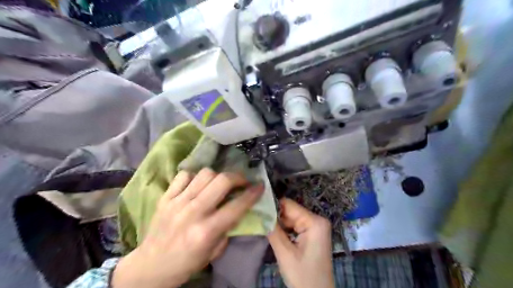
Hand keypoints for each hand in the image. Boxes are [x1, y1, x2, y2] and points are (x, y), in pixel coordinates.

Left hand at [113, 169, 263, 287]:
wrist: (150, 266)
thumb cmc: (186, 263)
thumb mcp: (213, 252)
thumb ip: (227, 229)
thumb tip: (236, 208)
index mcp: (206, 231)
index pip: (236, 206)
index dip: (252, 193)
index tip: (260, 185)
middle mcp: (193, 212)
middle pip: (222, 181)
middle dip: (237, 177)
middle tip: (241, 181)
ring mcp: (177, 202)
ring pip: (204, 174)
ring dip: (217, 176)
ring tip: (219, 183)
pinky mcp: (165, 197)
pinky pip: (183, 175)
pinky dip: (194, 176)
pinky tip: (197, 185)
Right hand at [266, 198, 334, 287]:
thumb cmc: (303, 277)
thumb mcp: (285, 253)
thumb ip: (273, 231)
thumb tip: (260, 212)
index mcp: (315, 222)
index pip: (289, 205)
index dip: (273, 207)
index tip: (258, 212)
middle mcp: (317, 220)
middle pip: (290, 211)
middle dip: (276, 218)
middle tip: (260, 223)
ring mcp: (316, 227)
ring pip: (291, 218)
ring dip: (279, 225)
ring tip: (267, 230)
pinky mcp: (313, 233)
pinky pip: (295, 226)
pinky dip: (285, 230)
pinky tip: (278, 236)